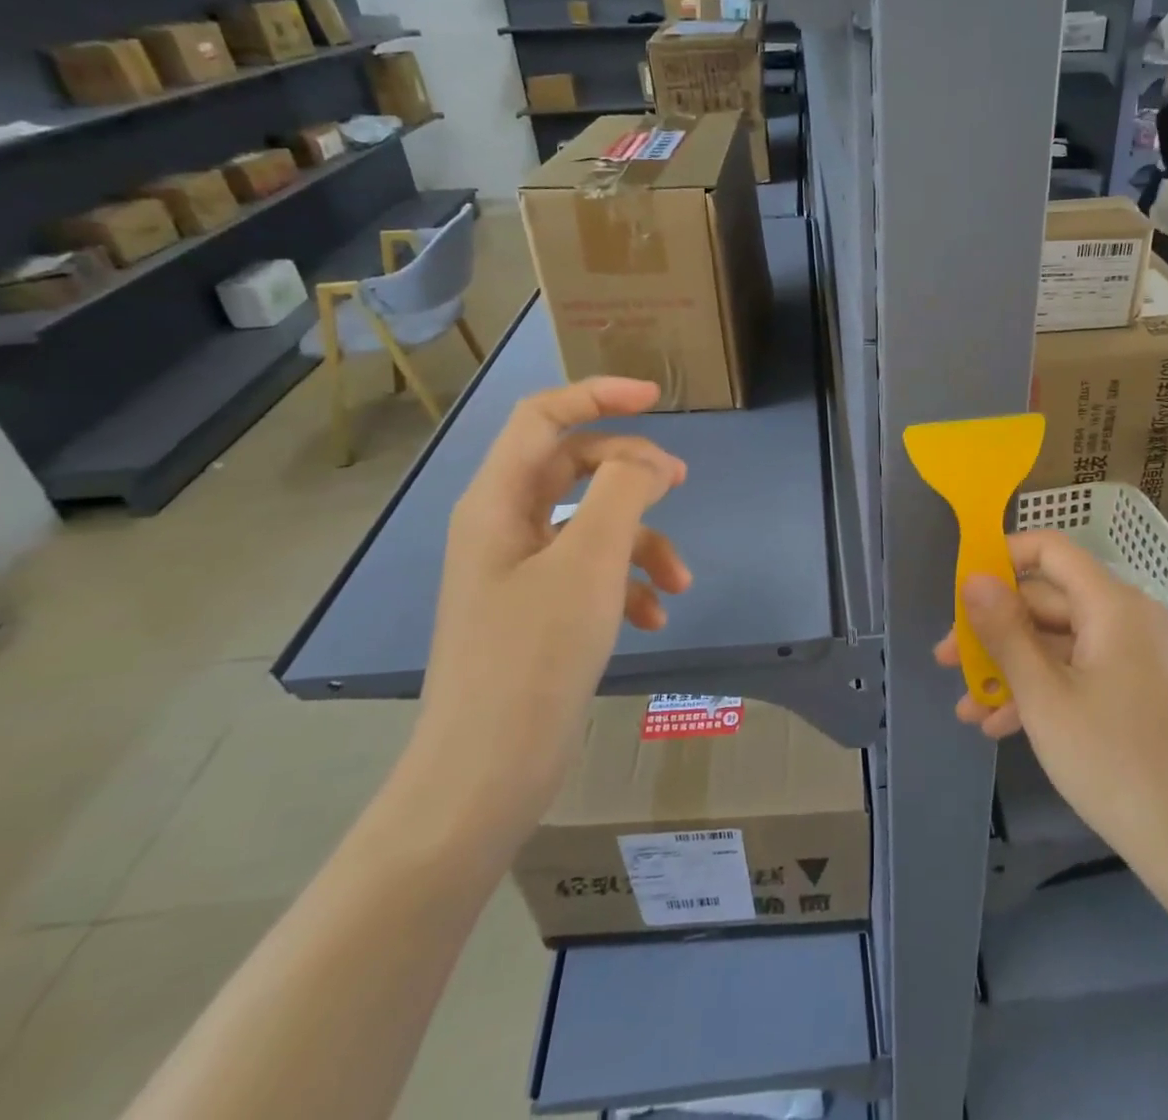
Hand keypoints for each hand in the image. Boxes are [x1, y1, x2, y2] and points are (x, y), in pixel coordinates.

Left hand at [409, 378, 689, 856]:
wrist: (487, 773)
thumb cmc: (534, 655)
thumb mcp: (589, 561)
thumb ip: (622, 491)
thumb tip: (648, 462)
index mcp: (497, 502)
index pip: (544, 417)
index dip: (598, 395)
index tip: (656, 398)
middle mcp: (502, 527)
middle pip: (573, 468)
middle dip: (632, 473)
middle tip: (681, 484)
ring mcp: (519, 572)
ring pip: (590, 525)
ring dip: (641, 542)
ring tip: (679, 582)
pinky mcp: (538, 611)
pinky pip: (590, 573)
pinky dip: (626, 585)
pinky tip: (654, 617)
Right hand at [935, 531, 1167, 901]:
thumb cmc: (1115, 763)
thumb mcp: (1044, 696)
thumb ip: (1004, 632)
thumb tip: (974, 579)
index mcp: (1112, 605)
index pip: (1050, 550)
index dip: (1002, 558)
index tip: (961, 591)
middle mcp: (1129, 620)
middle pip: (1049, 602)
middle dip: (995, 631)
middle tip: (948, 662)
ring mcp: (1138, 659)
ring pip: (1060, 644)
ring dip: (1011, 670)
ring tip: (967, 707)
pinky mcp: (1141, 694)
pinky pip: (1082, 674)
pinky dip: (1043, 692)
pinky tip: (1002, 727)